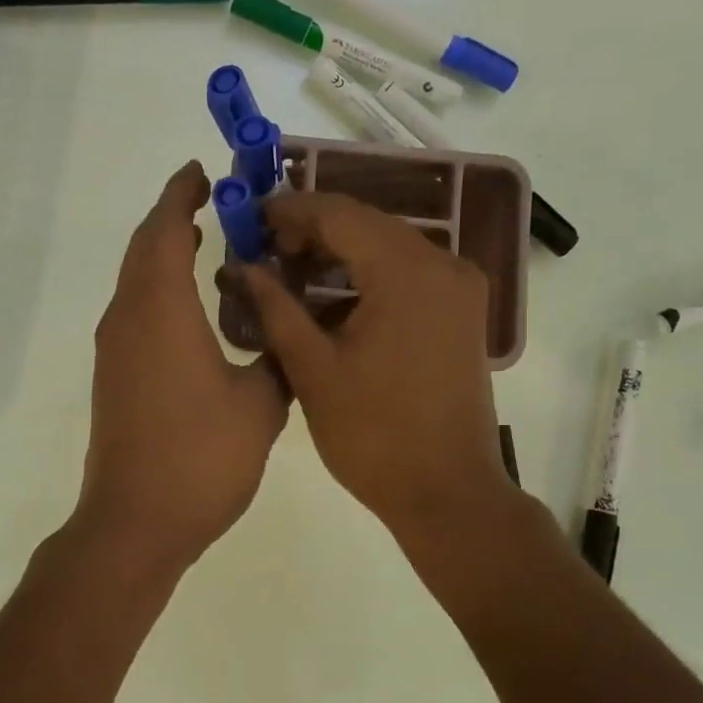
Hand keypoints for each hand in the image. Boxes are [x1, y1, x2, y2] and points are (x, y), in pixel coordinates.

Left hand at [76, 163, 289, 576]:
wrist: (136, 521)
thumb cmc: (200, 458)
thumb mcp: (260, 404)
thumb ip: (278, 356)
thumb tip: (285, 331)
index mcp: (161, 310)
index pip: (164, 231)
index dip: (180, 196)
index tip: (201, 173)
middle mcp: (128, 318)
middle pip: (143, 249)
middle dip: (172, 216)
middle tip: (210, 201)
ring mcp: (115, 349)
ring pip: (135, 280)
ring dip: (163, 253)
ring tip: (205, 242)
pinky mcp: (114, 375)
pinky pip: (134, 310)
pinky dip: (158, 288)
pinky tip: (190, 305)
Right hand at [240, 192, 517, 544]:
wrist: (447, 492)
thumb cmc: (372, 434)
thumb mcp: (312, 368)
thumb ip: (274, 307)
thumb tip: (242, 266)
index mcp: (406, 272)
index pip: (339, 214)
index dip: (289, 209)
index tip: (249, 217)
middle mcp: (442, 264)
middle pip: (366, 224)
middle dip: (311, 229)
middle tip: (263, 248)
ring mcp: (458, 288)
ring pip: (387, 246)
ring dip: (338, 252)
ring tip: (288, 271)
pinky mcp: (460, 312)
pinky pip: (406, 273)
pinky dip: (366, 275)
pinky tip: (329, 297)